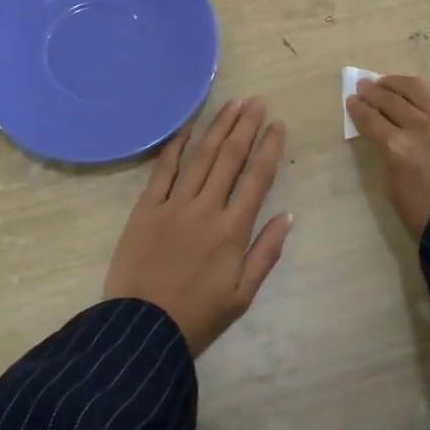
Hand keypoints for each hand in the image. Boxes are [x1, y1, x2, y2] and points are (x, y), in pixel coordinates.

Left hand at [103, 97, 292, 356]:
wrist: (142, 329)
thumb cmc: (197, 317)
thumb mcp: (242, 295)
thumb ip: (266, 253)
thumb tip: (287, 216)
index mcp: (233, 230)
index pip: (257, 178)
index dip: (270, 148)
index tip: (278, 125)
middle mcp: (206, 208)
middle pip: (230, 158)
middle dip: (246, 127)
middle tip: (258, 101)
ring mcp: (174, 204)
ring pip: (201, 156)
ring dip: (218, 127)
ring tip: (233, 104)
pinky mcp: (146, 207)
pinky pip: (164, 169)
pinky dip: (176, 145)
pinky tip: (188, 127)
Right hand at [347, 75, 429, 239]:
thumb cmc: (428, 217)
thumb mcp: (394, 189)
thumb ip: (389, 157)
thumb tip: (387, 139)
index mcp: (397, 148)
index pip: (371, 119)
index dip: (358, 109)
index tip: (351, 100)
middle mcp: (421, 127)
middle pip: (392, 100)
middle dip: (374, 91)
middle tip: (364, 85)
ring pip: (418, 90)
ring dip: (398, 83)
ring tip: (387, 81)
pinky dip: (423, 93)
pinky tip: (416, 93)